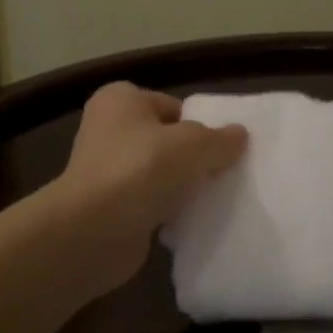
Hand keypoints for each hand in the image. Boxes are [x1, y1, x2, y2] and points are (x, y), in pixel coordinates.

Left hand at [47, 82, 248, 295]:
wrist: (92, 232)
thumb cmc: (140, 169)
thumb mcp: (194, 144)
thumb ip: (220, 139)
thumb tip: (240, 135)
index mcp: (121, 100)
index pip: (172, 106)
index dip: (200, 124)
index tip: (224, 146)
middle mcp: (108, 130)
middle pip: (166, 140)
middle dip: (193, 157)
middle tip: (224, 172)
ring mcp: (106, 172)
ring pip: (159, 174)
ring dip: (182, 187)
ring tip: (214, 199)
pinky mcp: (109, 209)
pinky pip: (150, 204)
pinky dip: (168, 212)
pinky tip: (191, 222)